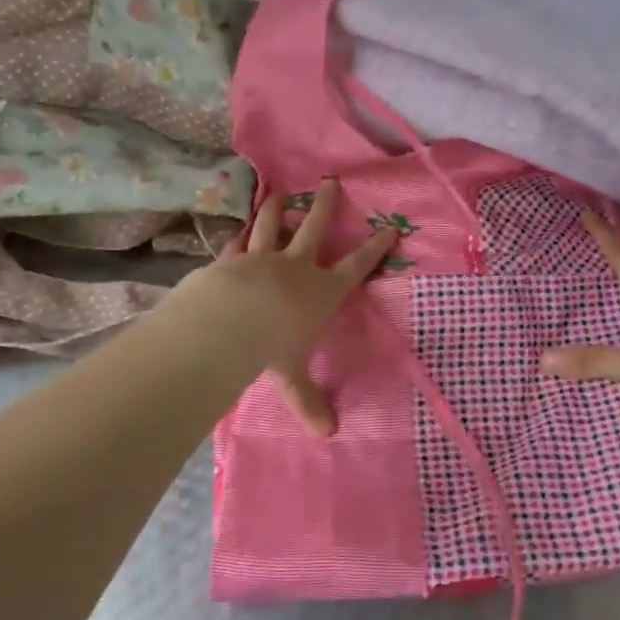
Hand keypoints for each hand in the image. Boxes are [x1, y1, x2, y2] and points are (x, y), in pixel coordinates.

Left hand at [168, 178, 396, 435]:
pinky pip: (239, 243)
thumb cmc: (273, 345)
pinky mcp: (231, 259)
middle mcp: (296, 268)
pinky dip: (241, 235)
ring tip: (281, 193)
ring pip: (274, 227)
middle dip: (326, 208)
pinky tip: (240, 228)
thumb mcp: (293, 376)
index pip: (355, 267)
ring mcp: (263, 259)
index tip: (388, 230)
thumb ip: (308, 401)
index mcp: (321, 292)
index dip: (374, 250)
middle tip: (331, 183)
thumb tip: (327, 436)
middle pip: (315, 230)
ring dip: (279, 210)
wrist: (231, 320)